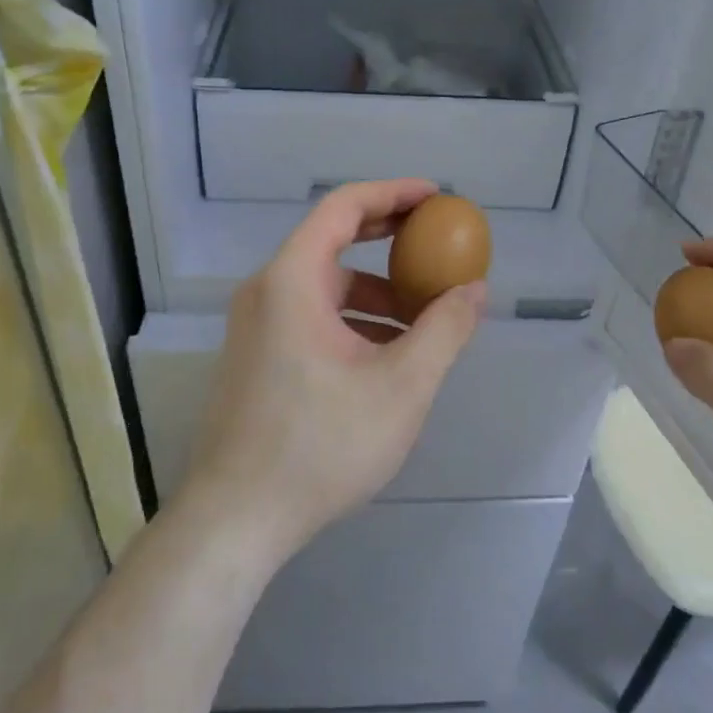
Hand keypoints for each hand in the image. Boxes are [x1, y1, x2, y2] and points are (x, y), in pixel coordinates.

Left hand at [179, 180, 485, 565]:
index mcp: (292, 281)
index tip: (436, 198)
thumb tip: (475, 290)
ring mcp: (255, 328)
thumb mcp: (401, 386)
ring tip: (423, 322)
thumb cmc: (321, 445)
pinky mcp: (255, 359)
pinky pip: (310, 318)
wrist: (237, 519)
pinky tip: (386, 359)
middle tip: (437, 247)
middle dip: (389, 242)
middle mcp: (266, 292)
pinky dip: (352, 322)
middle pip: (332, 243)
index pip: (343, 208)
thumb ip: (444, 330)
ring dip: (375, 294)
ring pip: (324, 289)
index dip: (393, 193)